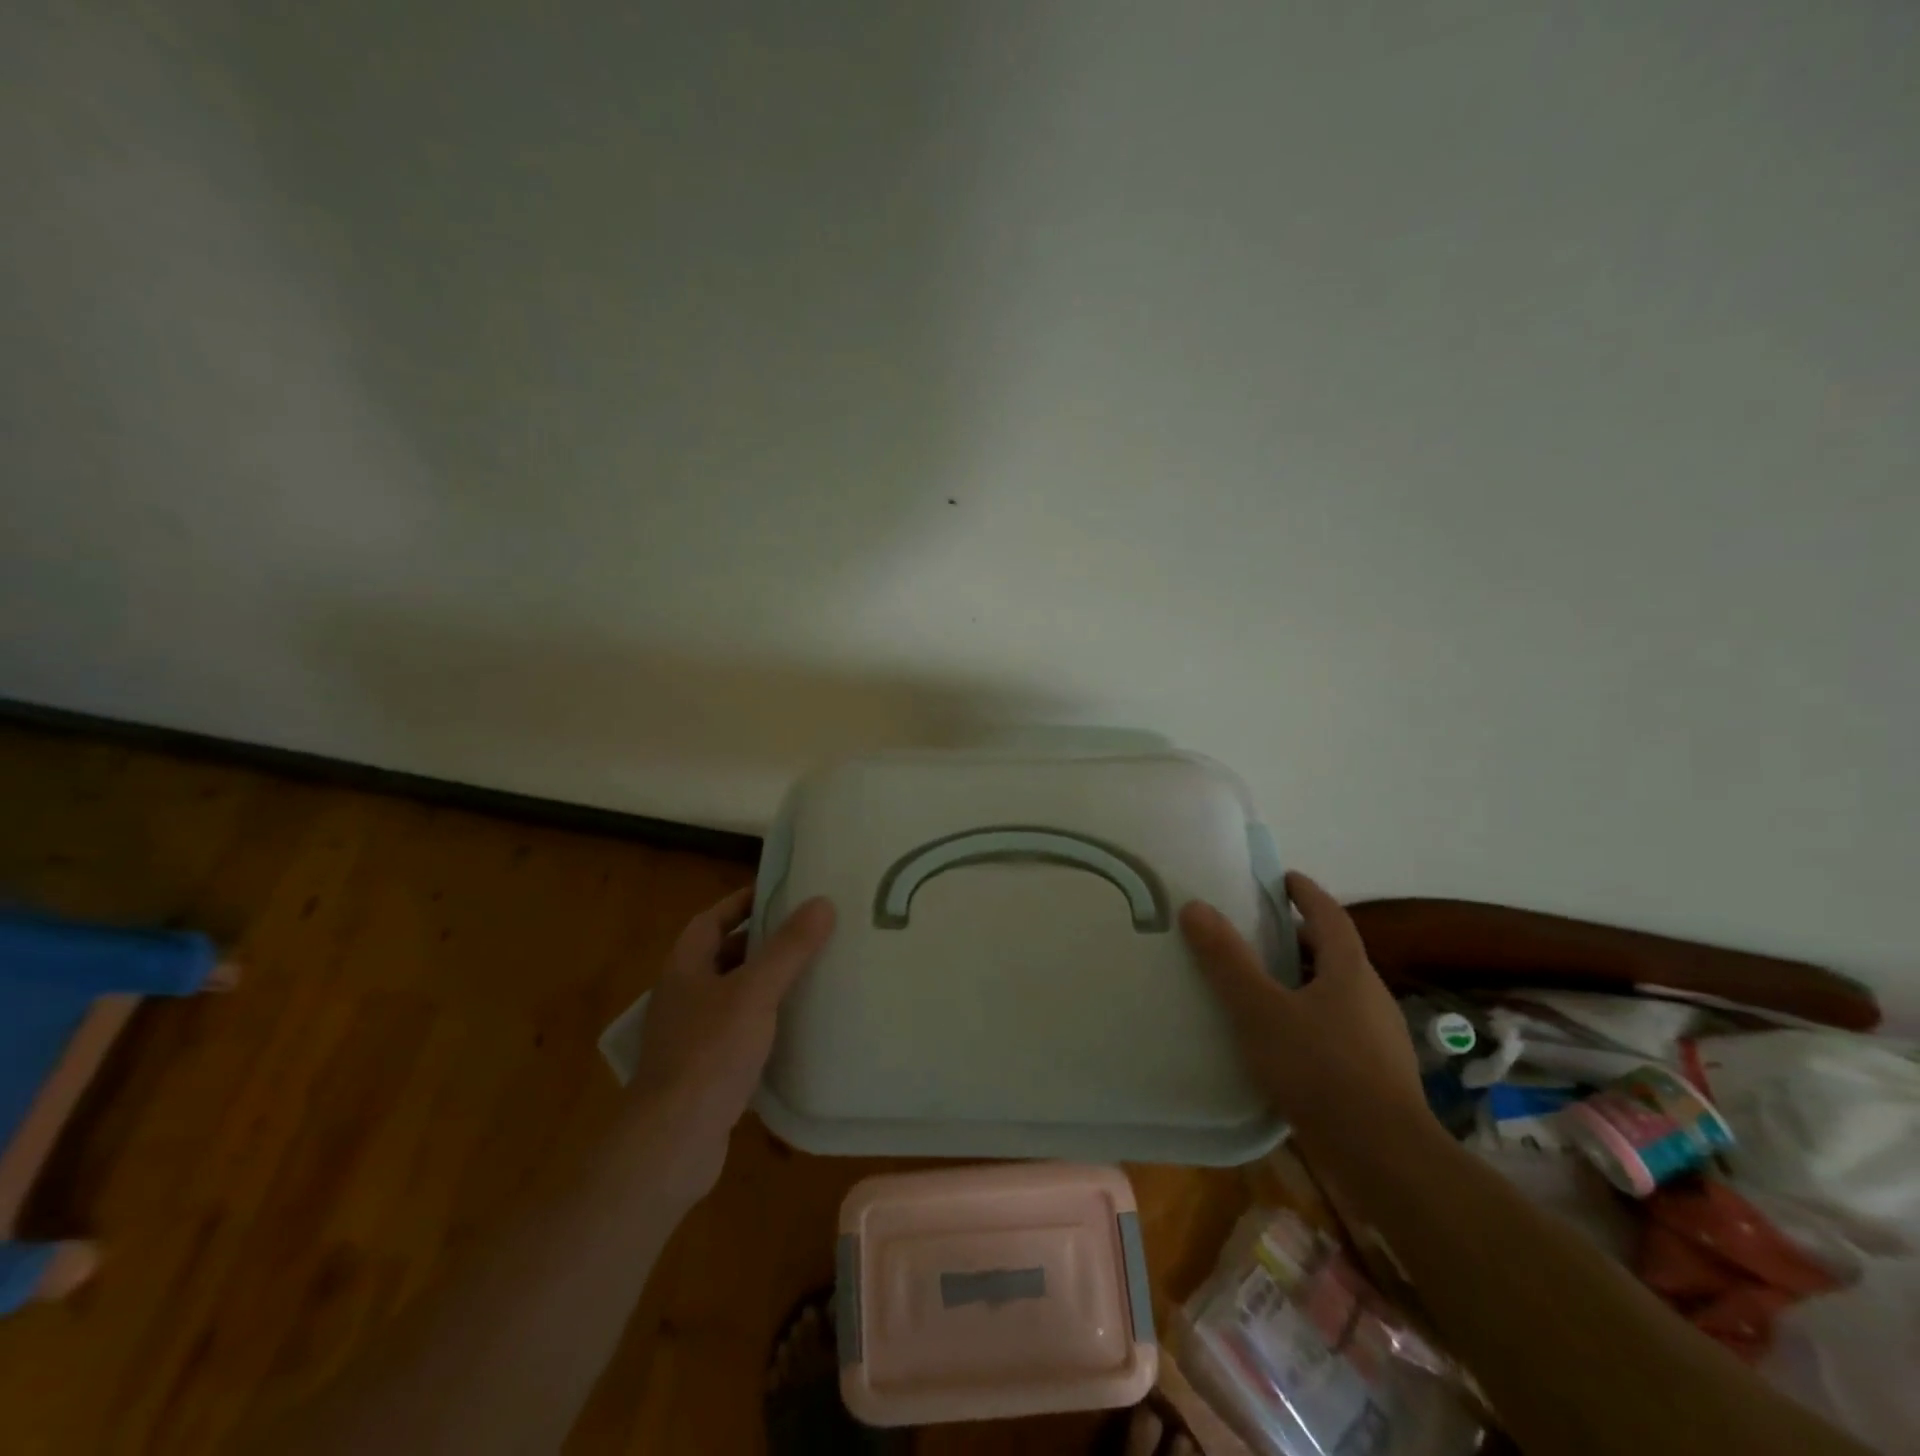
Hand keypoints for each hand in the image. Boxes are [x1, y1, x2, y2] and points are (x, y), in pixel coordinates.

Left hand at [629, 887, 835, 1193]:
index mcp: (684, 968)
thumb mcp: (755, 992)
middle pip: (723, 955)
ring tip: (810, 972)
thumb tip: (822, 902)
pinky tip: (796, 1027)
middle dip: (761, 942)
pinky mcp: (704, 1070)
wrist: (672, 1143)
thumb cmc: (709, 1054)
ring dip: (765, 982)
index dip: (743, 902)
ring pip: (733, 995)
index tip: (782, 892)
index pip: (712, 919)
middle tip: (807, 931)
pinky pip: (738, 1032)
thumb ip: (788, 948)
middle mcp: (682, 996)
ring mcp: (690, 1036)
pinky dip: (764, 1022)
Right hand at [1180, 871, 1431, 1160]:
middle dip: (1301, 939)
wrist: (1386, 1159)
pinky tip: (1286, 1042)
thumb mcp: (1260, 1010)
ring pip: (1338, 994)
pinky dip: (1311, 1019)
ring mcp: (1379, 1039)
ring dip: (1305, 981)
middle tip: (1261, 932)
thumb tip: (1195, 906)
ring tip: (1265, 986)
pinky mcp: (1377, 1075)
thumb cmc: (1320, 1070)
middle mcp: (1371, 997)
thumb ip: (1227, 960)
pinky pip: (1339, 1029)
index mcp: (1350, 972)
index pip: (1330, 916)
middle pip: (1336, 954)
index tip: (1283, 878)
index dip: (1306, 893)